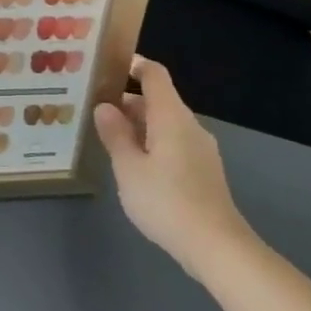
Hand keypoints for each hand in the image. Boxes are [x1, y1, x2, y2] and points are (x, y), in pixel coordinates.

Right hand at [94, 55, 258, 274]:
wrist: (215, 245)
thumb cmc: (166, 201)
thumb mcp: (129, 168)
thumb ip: (115, 135)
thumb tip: (104, 107)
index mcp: (171, 117)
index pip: (155, 75)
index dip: (133, 65)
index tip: (107, 67)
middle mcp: (189, 125)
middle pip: (158, 100)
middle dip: (127, 101)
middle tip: (94, 110)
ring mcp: (200, 149)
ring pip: (165, 124)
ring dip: (138, 125)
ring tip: (108, 138)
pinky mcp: (203, 170)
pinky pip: (173, 143)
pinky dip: (151, 143)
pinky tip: (134, 165)